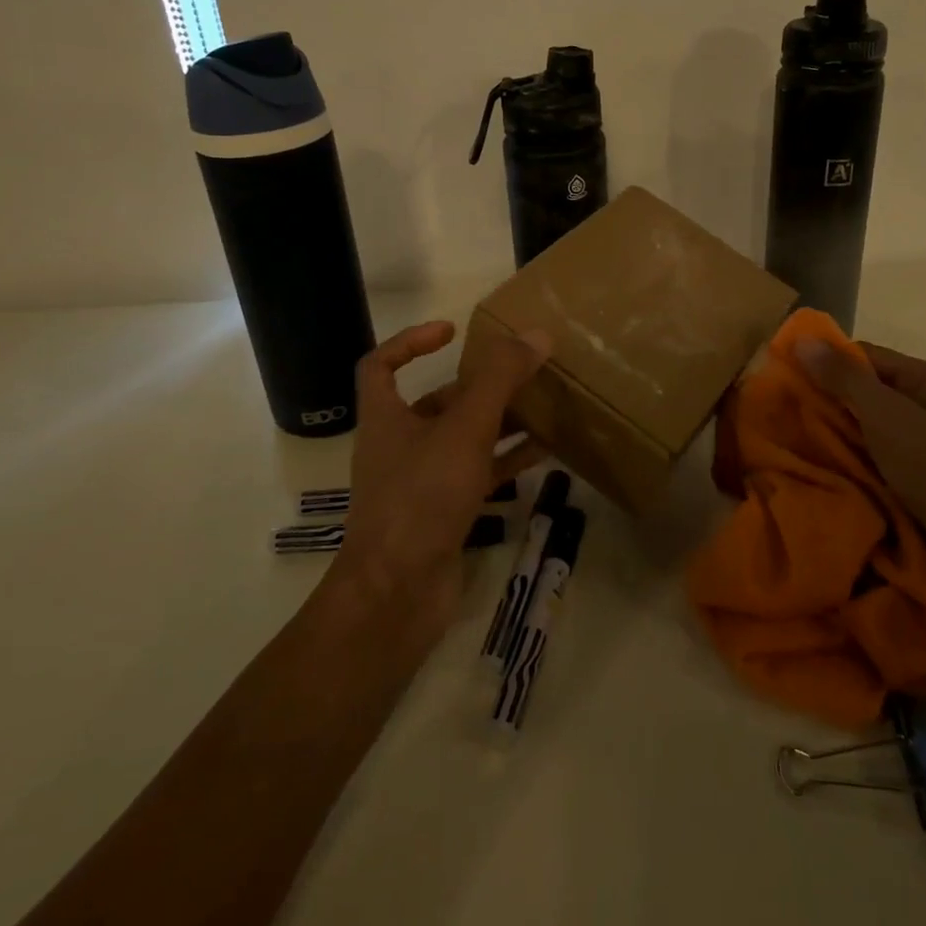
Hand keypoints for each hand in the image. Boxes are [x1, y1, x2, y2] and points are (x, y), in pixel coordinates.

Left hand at [332, 321, 551, 641]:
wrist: (398, 594)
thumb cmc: (421, 497)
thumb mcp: (464, 428)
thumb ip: (499, 380)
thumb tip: (535, 334)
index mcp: (385, 418)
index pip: (380, 365)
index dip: (410, 341)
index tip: (452, 332)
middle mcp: (398, 446)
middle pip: (436, 403)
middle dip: (477, 386)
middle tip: (521, 371)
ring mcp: (420, 483)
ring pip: (462, 440)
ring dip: (499, 422)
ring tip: (543, 405)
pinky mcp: (443, 514)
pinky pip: (479, 475)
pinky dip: (507, 461)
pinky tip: (546, 452)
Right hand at [796, 338, 925, 622]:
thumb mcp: (891, 421)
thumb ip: (846, 380)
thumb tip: (802, 339)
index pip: (865, 357)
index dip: (824, 364)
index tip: (782, 381)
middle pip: (867, 395)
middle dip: (827, 407)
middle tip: (781, 420)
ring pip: (871, 434)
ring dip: (838, 442)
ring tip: (794, 450)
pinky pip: (882, 466)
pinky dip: (857, 469)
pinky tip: (829, 478)